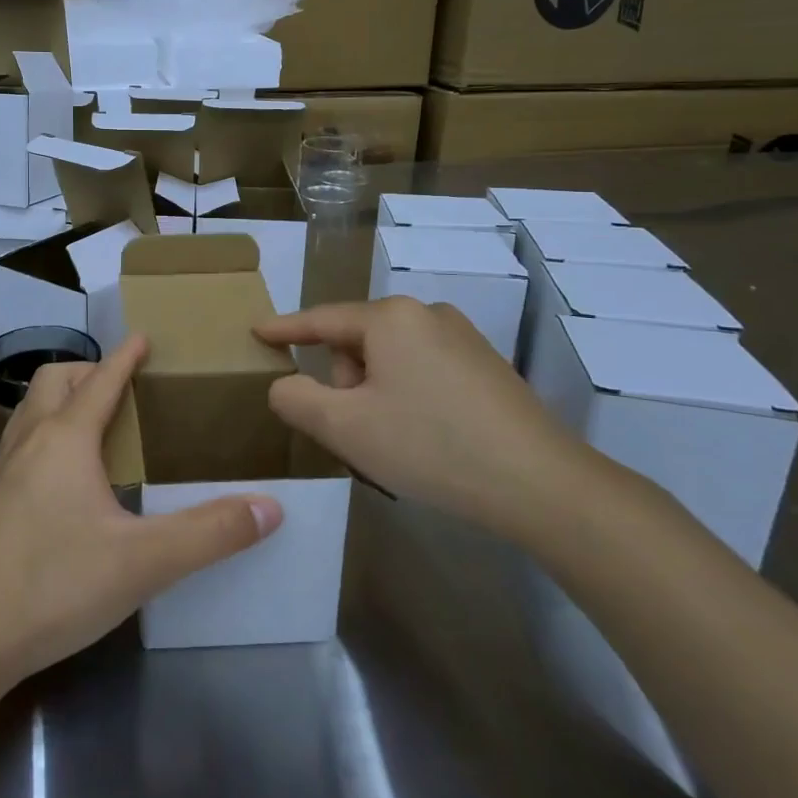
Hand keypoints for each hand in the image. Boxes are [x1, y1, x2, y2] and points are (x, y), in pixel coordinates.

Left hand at [0, 336, 282, 685]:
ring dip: (60, 402)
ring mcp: (0, 474)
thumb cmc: (52, 584)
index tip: (141, 337)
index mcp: (65, 439)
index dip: (124, 357)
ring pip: (29, 412)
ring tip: (92, 425)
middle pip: (52, 381)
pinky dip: (44, 438)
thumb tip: (271, 507)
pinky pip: (18, 447)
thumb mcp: (142, 562)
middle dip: (86, 371)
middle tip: (120, 386)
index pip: (101, 380)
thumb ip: (209, 533)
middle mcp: (28, 443)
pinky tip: (60, 482)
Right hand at [255, 298, 600, 538]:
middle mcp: (426, 314)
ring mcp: (462, 337)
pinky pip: (423, 370)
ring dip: (375, 392)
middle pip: (358, 341)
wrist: (540, 483)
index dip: (284, 328)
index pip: (321, 319)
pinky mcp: (486, 365)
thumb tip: (286, 384)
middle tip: (355, 431)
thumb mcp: (345, 427)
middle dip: (345, 381)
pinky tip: (426, 437)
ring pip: (391, 358)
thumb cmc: (429, 446)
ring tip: (392, 442)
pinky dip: (407, 396)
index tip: (257, 331)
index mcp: (389, 318)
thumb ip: (296, 399)